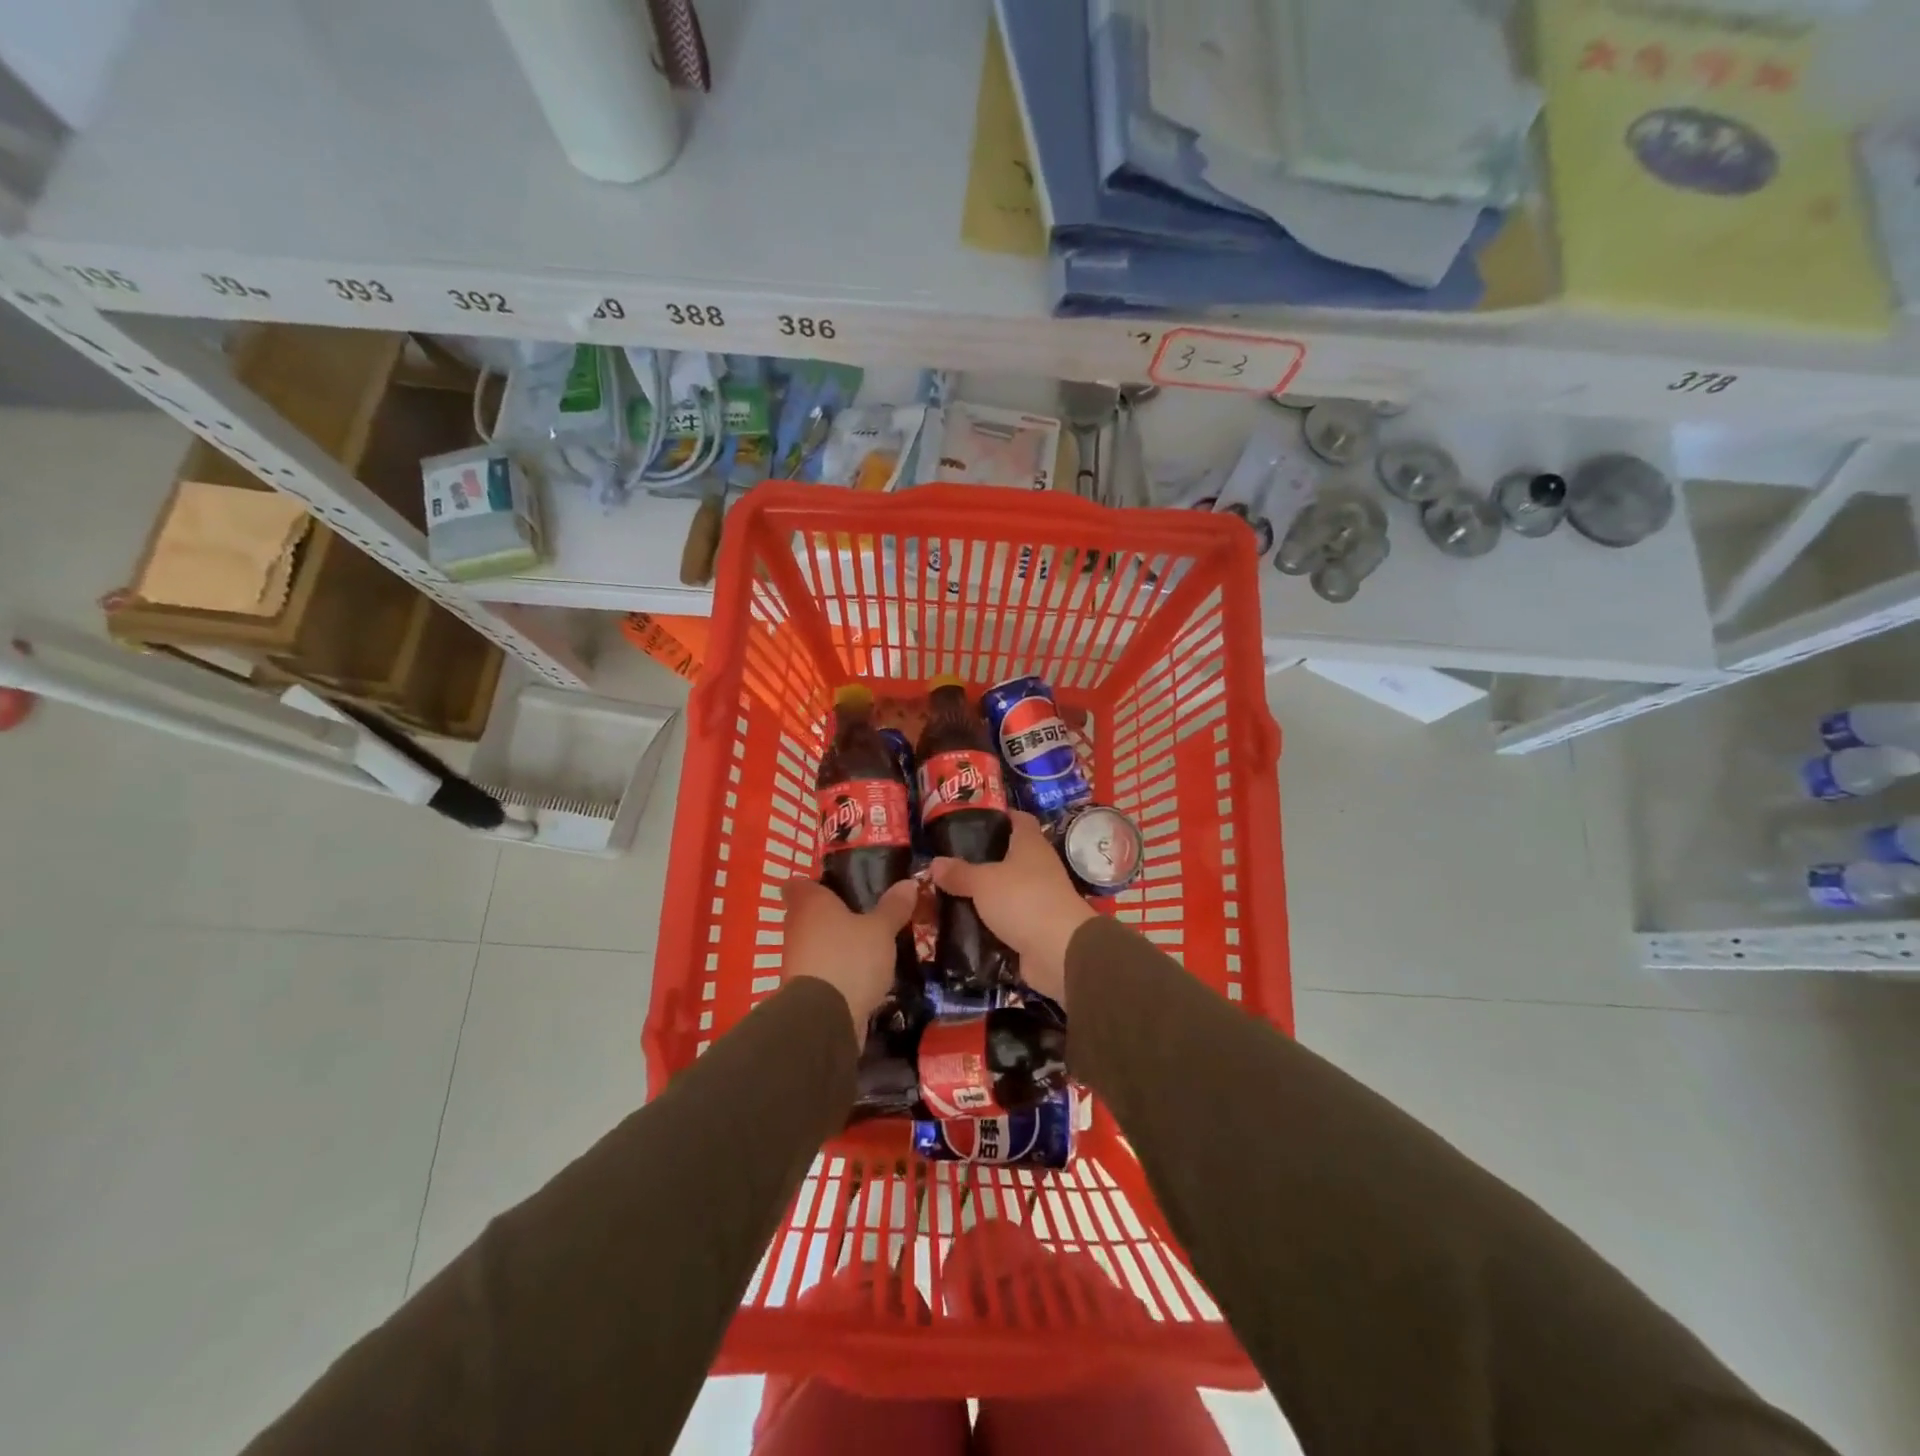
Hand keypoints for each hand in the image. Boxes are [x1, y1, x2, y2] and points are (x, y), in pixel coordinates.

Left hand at [780, 878, 917, 1042]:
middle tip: (866, 913)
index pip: (798, 883)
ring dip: (837, 945)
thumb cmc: (849, 958)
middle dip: (833, 915)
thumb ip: (893, 907)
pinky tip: (865, 974)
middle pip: (809, 914)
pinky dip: (839, 971)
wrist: (824, 1020)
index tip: (839, 886)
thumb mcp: (880, 929)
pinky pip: (823, 971)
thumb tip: (909, 882)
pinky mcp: (804, 991)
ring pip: (817, 944)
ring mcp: (796, 961)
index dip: (816, 883)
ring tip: (871, 945)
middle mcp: (796, 928)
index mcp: (809, 903)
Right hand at [929, 811, 1095, 1007]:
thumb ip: (959, 872)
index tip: (972, 820)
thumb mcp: (983, 882)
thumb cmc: (1023, 899)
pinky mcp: (1034, 928)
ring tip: (949, 894)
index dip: (1000, 816)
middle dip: (982, 859)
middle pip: (1010, 856)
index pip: (1019, 819)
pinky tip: (963, 924)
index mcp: (1031, 845)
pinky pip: (1007, 920)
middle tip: (950, 862)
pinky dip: (989, 922)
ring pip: (1006, 890)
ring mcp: (1039, 899)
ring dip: (984, 894)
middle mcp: (1038, 867)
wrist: (1059, 951)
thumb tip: (934, 862)